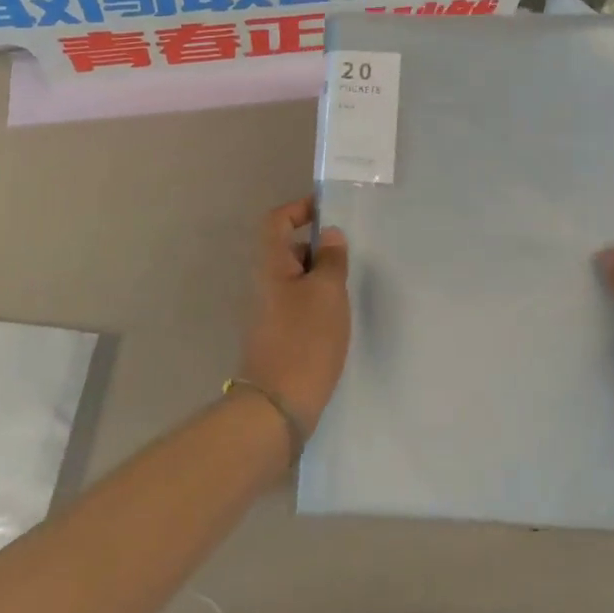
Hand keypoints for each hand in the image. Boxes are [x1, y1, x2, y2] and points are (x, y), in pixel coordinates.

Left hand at [238, 197, 351, 437]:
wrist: (279, 403)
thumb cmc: (305, 339)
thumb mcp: (327, 292)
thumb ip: (332, 259)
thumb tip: (330, 236)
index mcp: (271, 265)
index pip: (276, 220)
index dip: (299, 208)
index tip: (328, 211)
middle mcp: (264, 283)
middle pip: (287, 249)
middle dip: (318, 246)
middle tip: (349, 254)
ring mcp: (268, 311)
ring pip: (296, 278)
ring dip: (321, 276)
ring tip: (349, 286)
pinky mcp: (277, 335)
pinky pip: (298, 303)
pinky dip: (317, 301)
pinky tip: (338, 317)